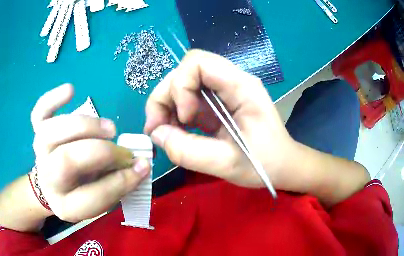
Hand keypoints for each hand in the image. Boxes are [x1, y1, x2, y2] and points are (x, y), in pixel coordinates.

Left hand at [31, 84, 149, 221]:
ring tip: (110, 128)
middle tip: (125, 150)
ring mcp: (40, 152)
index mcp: (66, 204)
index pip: (92, 196)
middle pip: (67, 161)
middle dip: (102, 152)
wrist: (52, 185)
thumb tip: (140, 164)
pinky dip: (52, 99)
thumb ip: (118, 183)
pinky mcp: (37, 132)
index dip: (121, 182)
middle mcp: (49, 179)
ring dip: (84, 126)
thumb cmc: (81, 191)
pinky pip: (39, 112)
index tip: (142, 166)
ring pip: (51, 133)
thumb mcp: (101, 198)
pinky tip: (71, 90)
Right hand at [144, 50, 297, 189]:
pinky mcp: (218, 105)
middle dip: (166, 96)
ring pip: (184, 84)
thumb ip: (189, 151)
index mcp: (241, 86)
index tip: (183, 117)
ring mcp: (224, 93)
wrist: (283, 166)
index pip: (198, 62)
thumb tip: (156, 134)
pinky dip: (175, 114)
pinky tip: (175, 131)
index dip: (181, 85)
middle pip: (186, 71)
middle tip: (156, 127)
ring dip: (167, 105)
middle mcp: (231, 82)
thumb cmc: (266, 164)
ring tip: (163, 132)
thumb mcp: (228, 164)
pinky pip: (189, 100)